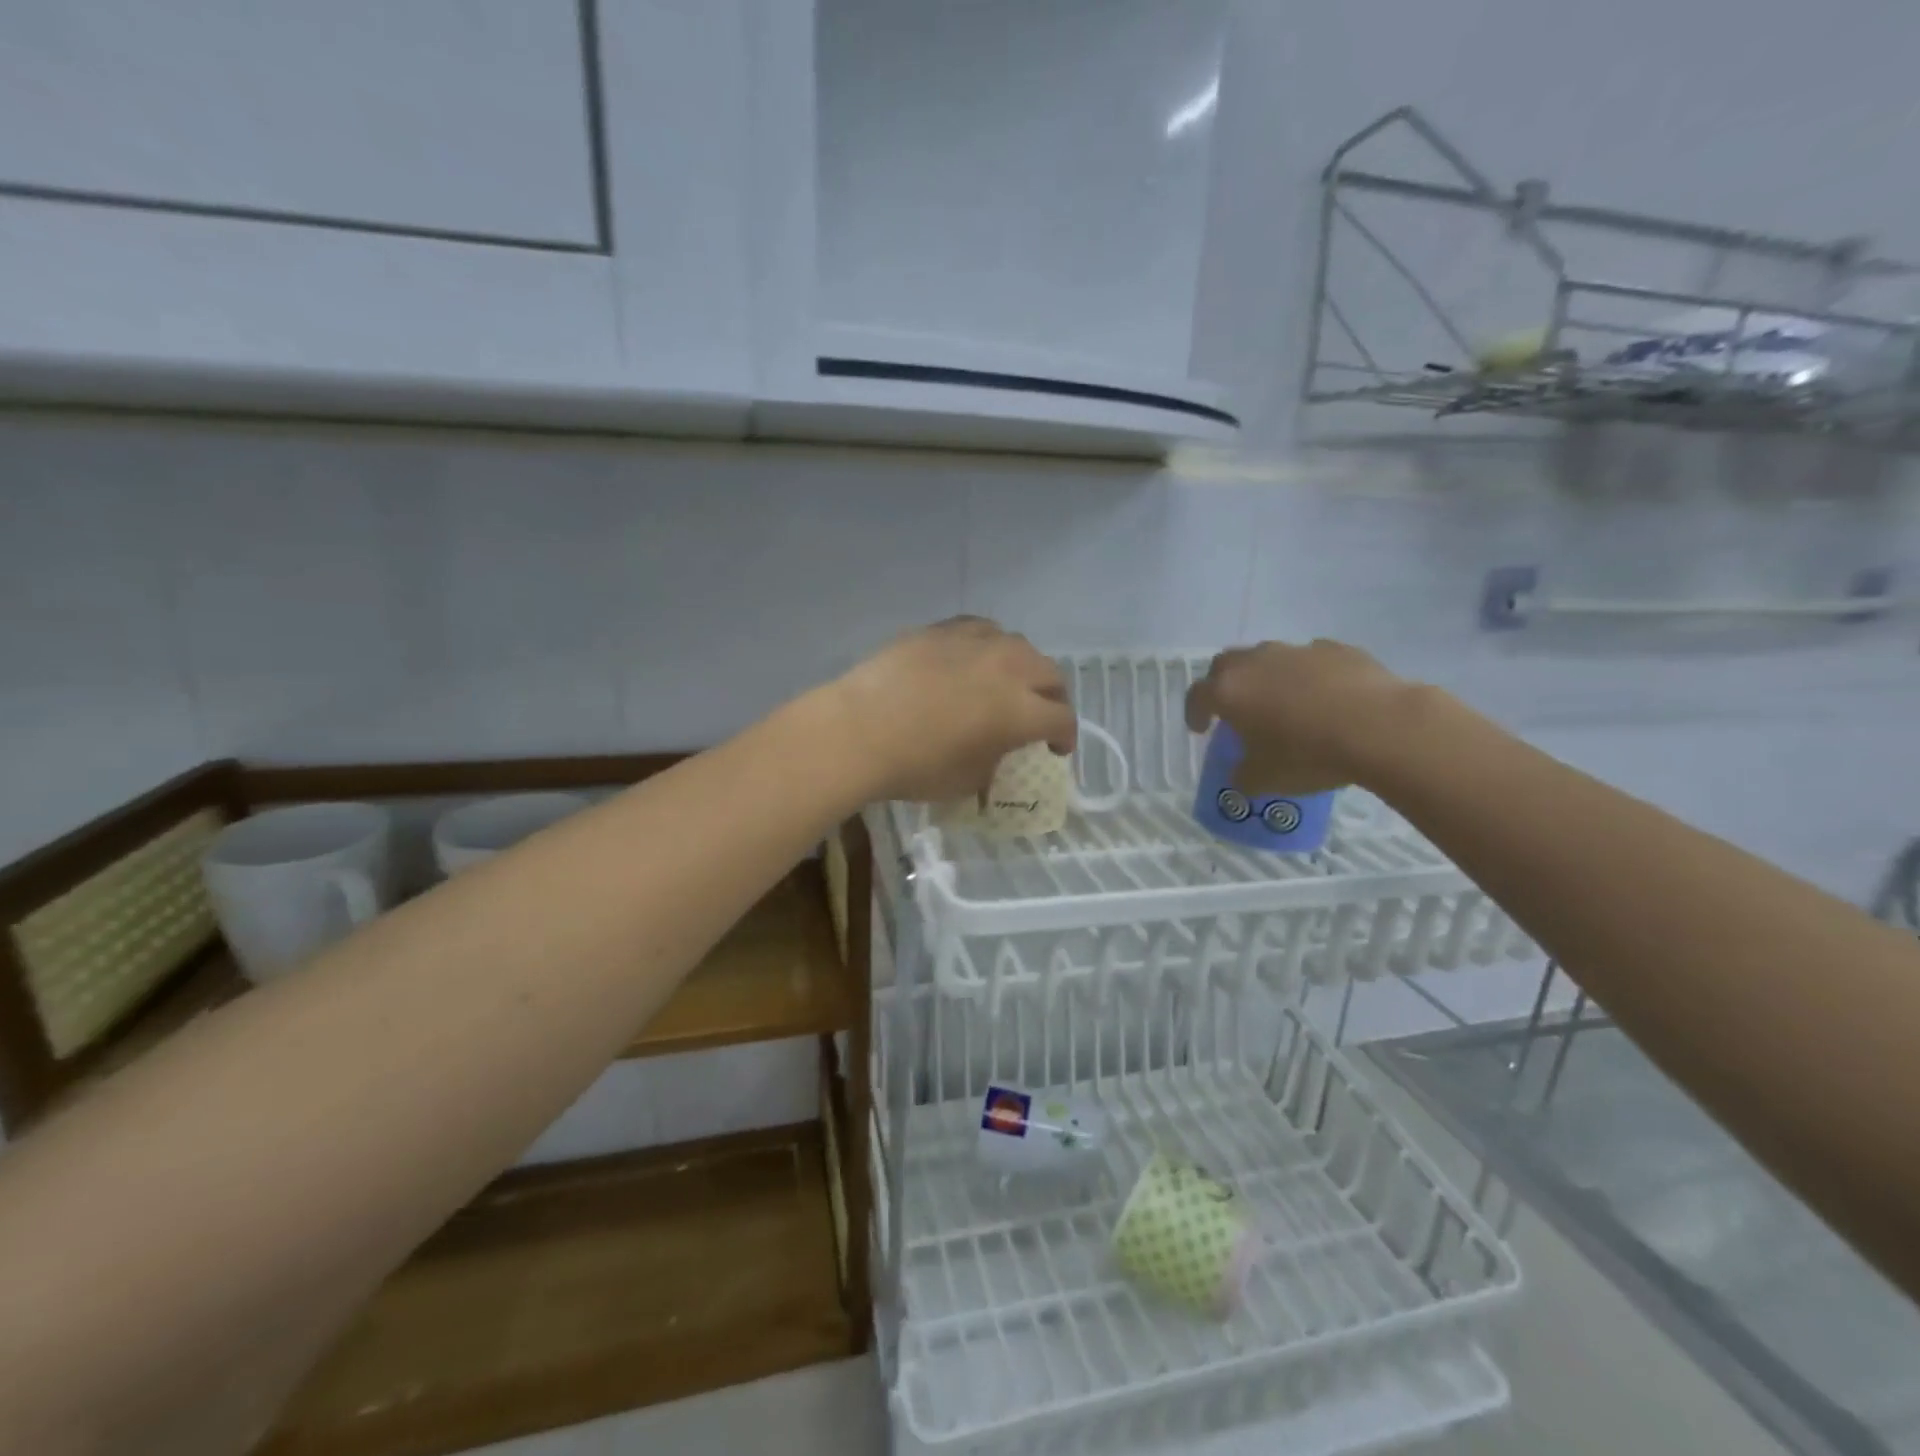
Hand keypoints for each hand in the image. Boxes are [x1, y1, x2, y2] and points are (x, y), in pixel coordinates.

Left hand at [830, 618, 1076, 801]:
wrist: (857, 731)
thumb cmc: (915, 767)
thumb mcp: (967, 780)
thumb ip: (994, 761)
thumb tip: (994, 751)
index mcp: (1021, 711)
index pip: (1062, 719)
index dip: (1065, 737)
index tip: (1056, 749)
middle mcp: (1008, 668)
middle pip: (1050, 674)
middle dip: (1052, 697)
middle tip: (1040, 715)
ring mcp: (974, 643)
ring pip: (1018, 645)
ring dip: (1023, 667)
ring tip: (1007, 683)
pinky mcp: (941, 630)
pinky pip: (980, 630)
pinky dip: (988, 646)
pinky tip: (974, 659)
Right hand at [1183, 639, 1413, 793]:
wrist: (1380, 727)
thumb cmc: (1309, 754)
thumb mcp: (1266, 779)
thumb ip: (1244, 775)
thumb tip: (1242, 774)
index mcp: (1229, 691)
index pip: (1196, 695)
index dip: (1194, 713)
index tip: (1201, 730)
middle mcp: (1256, 662)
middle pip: (1226, 665)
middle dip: (1224, 685)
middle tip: (1234, 709)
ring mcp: (1297, 650)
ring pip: (1268, 657)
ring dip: (1266, 676)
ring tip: (1283, 703)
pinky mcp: (1336, 649)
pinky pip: (1310, 660)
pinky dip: (1308, 675)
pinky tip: (1325, 698)